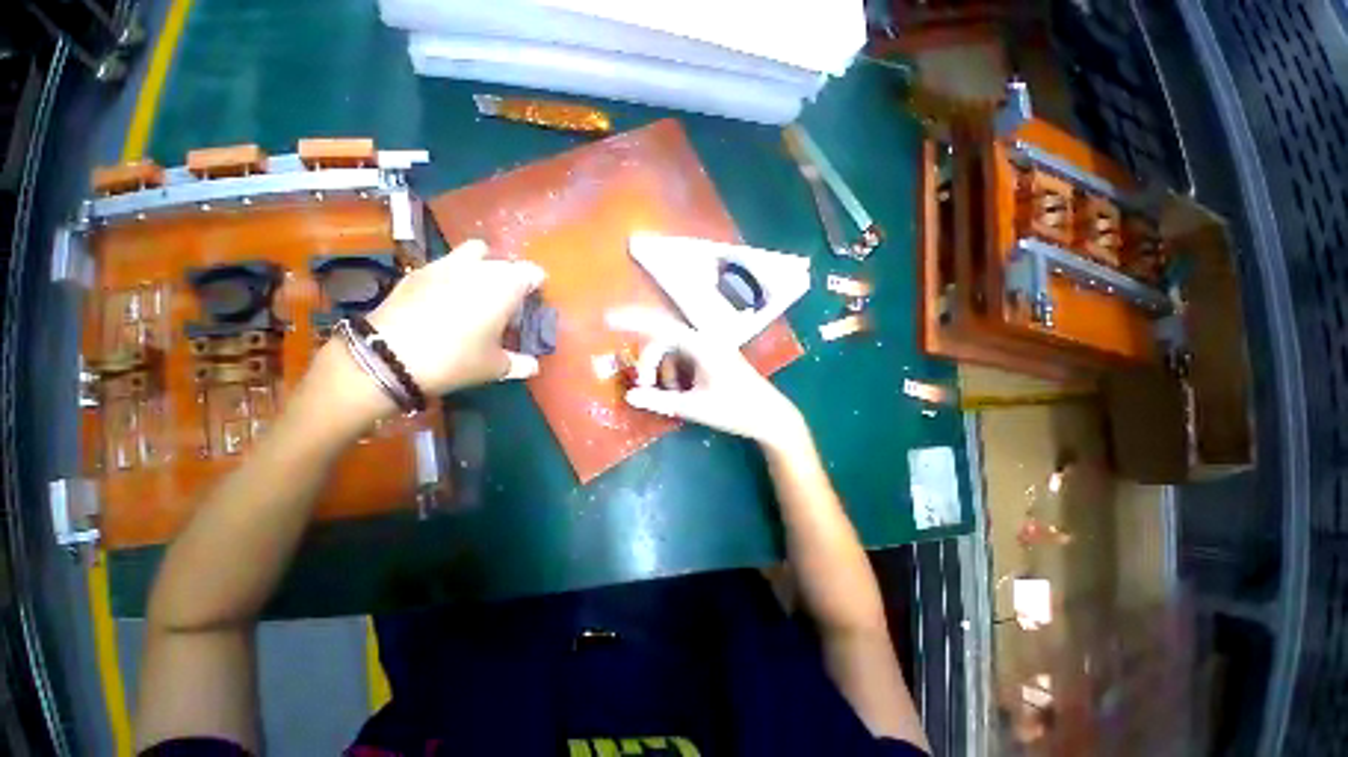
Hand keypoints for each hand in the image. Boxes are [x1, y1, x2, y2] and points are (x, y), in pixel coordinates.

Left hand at [367, 239, 545, 394]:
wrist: (390, 356)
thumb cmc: (456, 359)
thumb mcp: (495, 367)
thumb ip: (519, 363)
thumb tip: (533, 366)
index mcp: (505, 287)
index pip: (531, 272)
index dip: (536, 285)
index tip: (534, 300)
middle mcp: (478, 268)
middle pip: (504, 262)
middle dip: (510, 277)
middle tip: (508, 301)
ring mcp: (445, 265)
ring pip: (473, 253)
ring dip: (482, 266)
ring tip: (477, 291)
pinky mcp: (417, 271)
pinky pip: (445, 263)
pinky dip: (453, 274)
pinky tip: (446, 297)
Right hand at [606, 307, 807, 448]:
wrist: (770, 417)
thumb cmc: (736, 411)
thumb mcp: (695, 408)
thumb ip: (660, 401)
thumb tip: (630, 395)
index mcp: (701, 345)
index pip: (660, 326)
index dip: (632, 320)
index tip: (606, 318)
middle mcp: (704, 340)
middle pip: (663, 340)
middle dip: (649, 362)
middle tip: (644, 386)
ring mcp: (709, 348)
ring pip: (672, 351)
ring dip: (663, 371)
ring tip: (670, 396)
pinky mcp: (711, 358)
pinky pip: (683, 359)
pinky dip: (674, 373)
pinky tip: (680, 392)